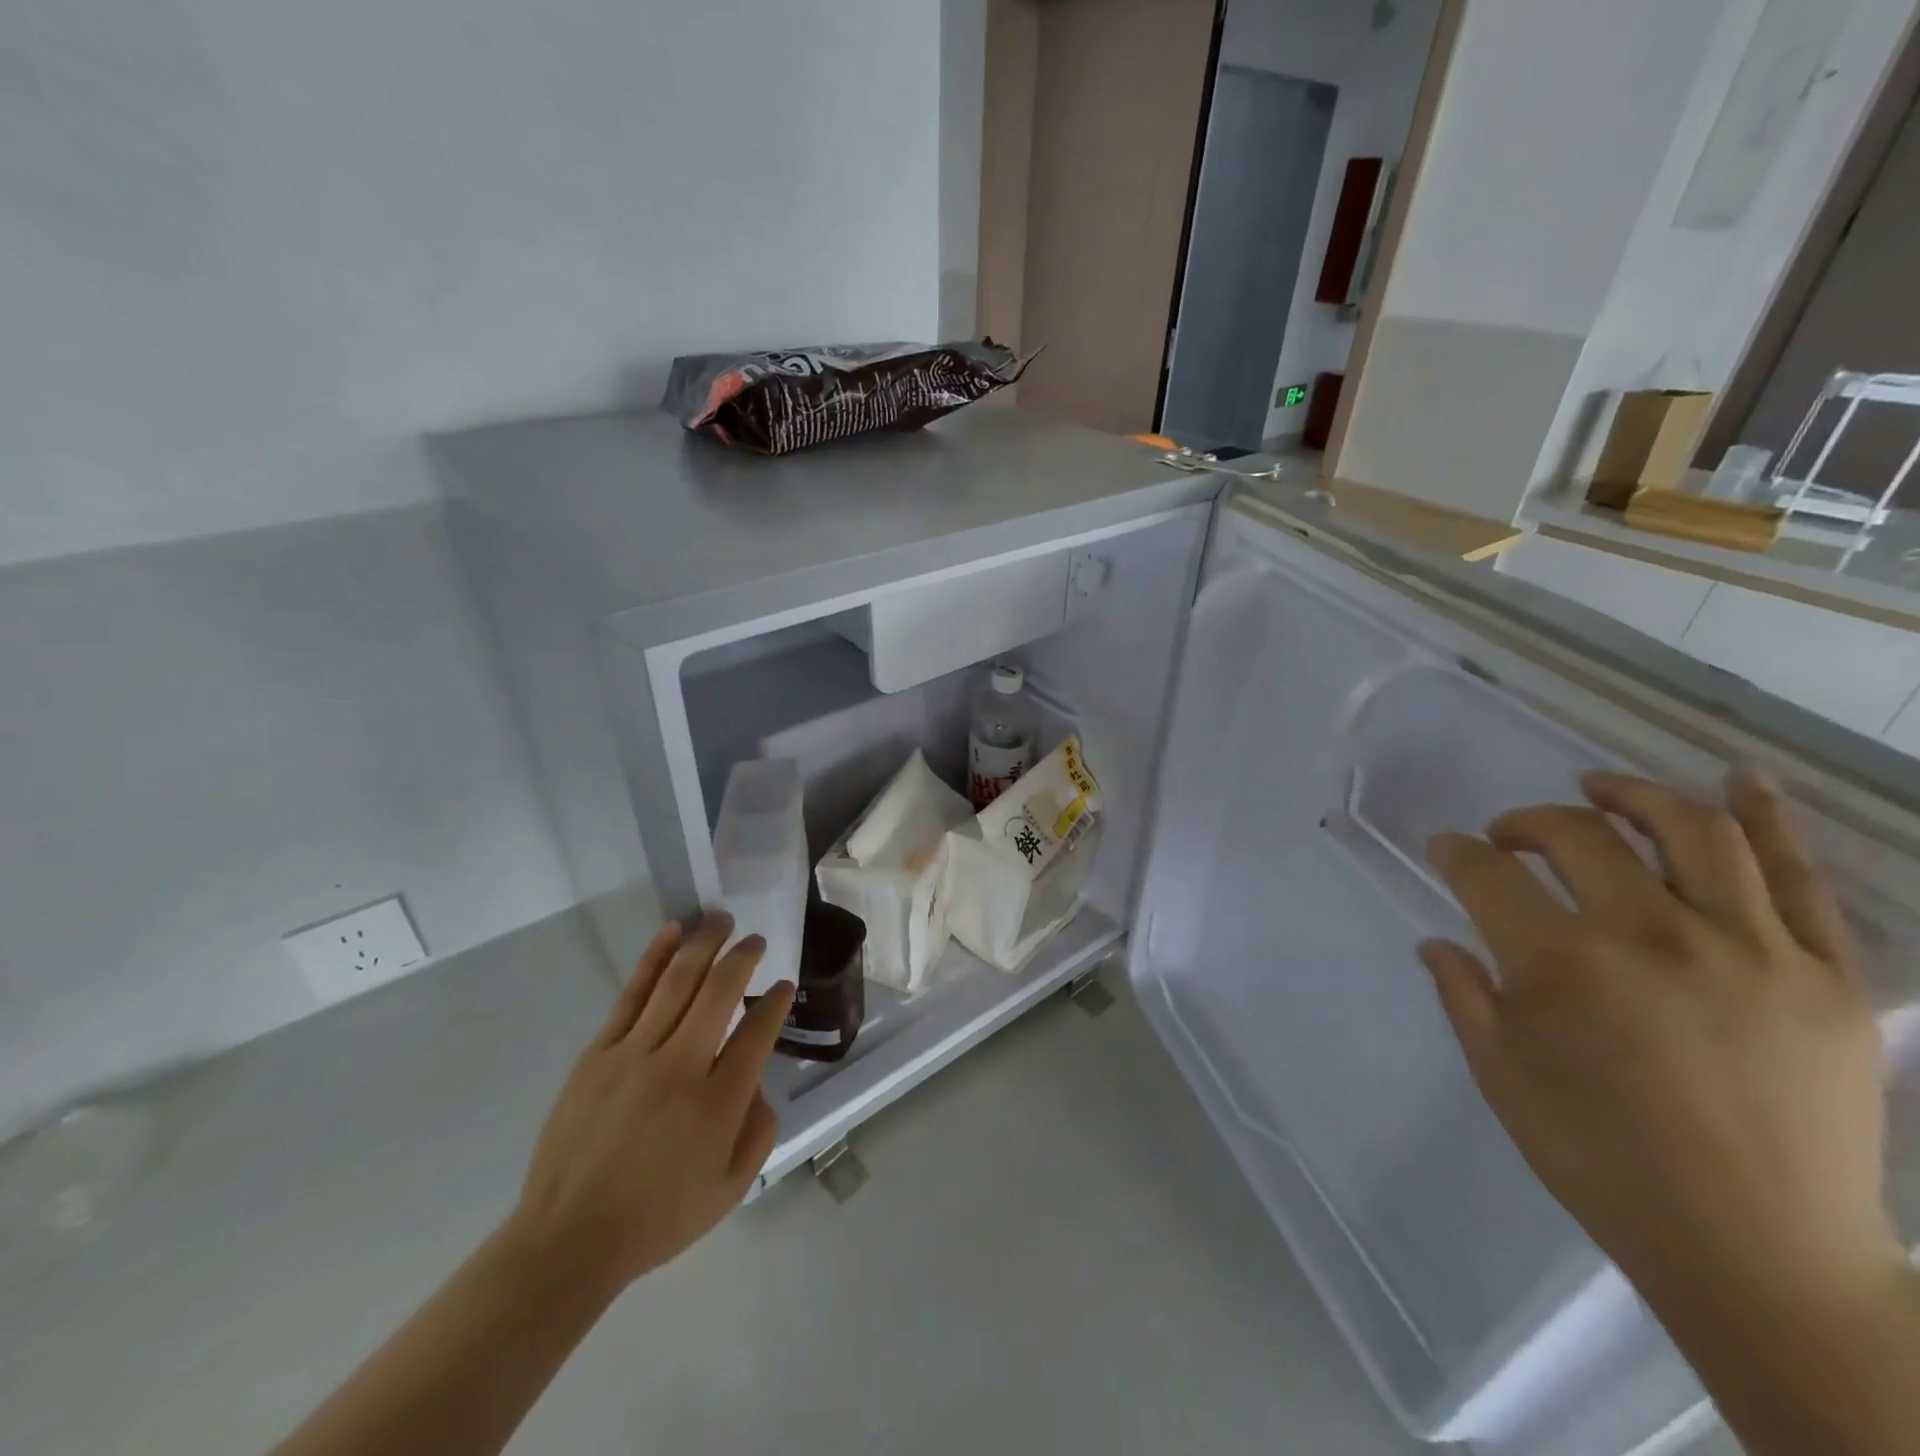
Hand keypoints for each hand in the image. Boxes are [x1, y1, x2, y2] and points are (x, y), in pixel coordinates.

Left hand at [502, 913, 793, 1301]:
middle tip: (756, 940)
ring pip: (677, 982)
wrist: (567, 1241)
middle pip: (720, 992)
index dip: (776, 1002)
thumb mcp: (730, 1188)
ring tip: (721, 919)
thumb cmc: (657, 1217)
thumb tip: (756, 1082)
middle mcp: (681, 1067)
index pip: (757, 1032)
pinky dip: (654, 959)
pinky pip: (632, 994)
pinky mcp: (599, 1053)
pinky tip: (672, 933)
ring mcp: (634, 1055)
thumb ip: (759, 1129)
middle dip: (744, 958)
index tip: (783, 986)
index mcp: (718, 1104)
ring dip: (704, 944)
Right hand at [1419, 771, 1898, 1301]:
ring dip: (1632, 795)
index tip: (1446, 850)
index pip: (1485, 873)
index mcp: (1559, 964)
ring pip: (1691, 831)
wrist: (1757, 1253)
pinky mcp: (1826, 976)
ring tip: (1599, 789)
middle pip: (1576, 837)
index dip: (1455, 852)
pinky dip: (1769, 818)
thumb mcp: (1500, 1074)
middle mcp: (1649, 936)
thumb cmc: (1600, 1159)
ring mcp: (1749, 949)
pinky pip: (1799, 877)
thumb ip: (1462, 993)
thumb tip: (1437, 941)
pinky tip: (1740, 778)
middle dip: (1526, 822)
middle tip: (1507, 836)